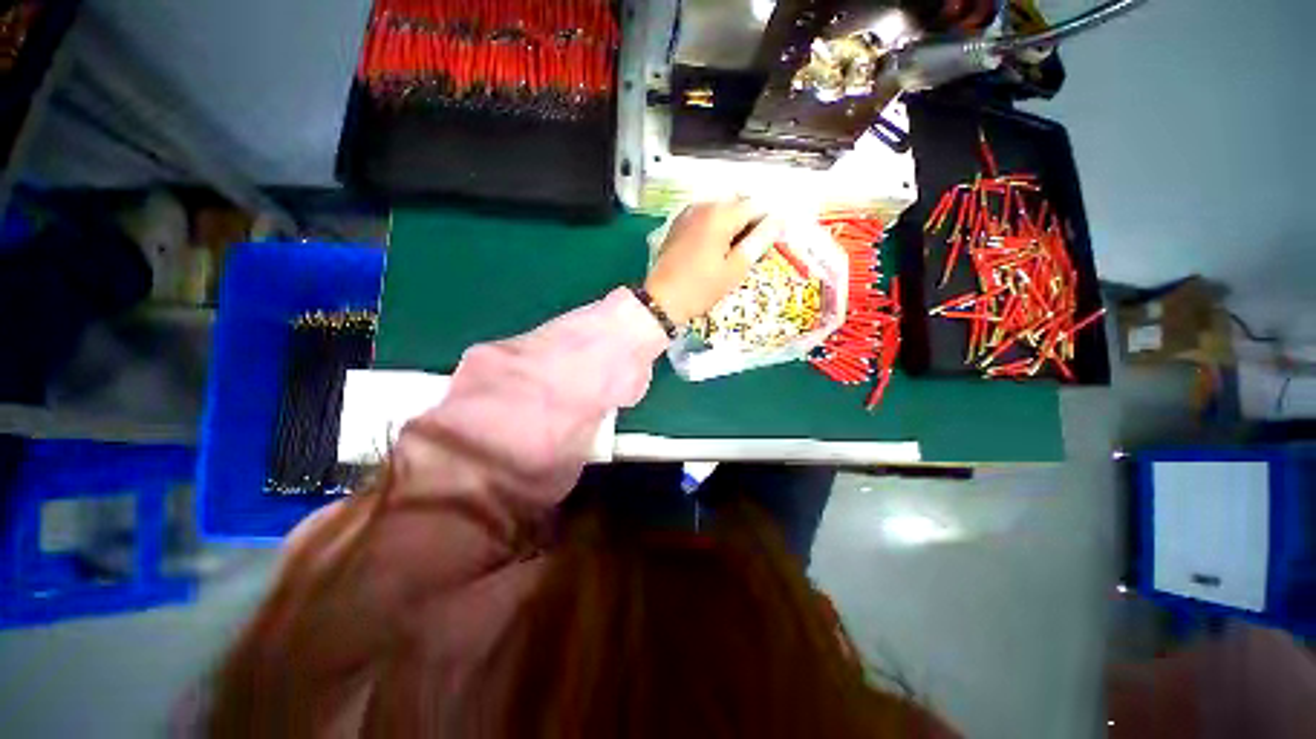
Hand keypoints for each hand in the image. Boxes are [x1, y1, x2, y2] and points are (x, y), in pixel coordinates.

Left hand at [644, 200, 783, 324]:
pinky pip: (705, 217)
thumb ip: (759, 241)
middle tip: (754, 250)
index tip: (774, 243)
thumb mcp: (735, 269)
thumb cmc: (701, 288)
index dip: (769, 223)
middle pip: (738, 204)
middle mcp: (703, 206)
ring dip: (733, 225)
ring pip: (721, 210)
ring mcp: (687, 214)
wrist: (661, 300)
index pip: (756, 207)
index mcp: (720, 214)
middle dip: (751, 222)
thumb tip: (779, 221)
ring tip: (735, 252)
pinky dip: (716, 227)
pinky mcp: (678, 225)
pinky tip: (716, 249)